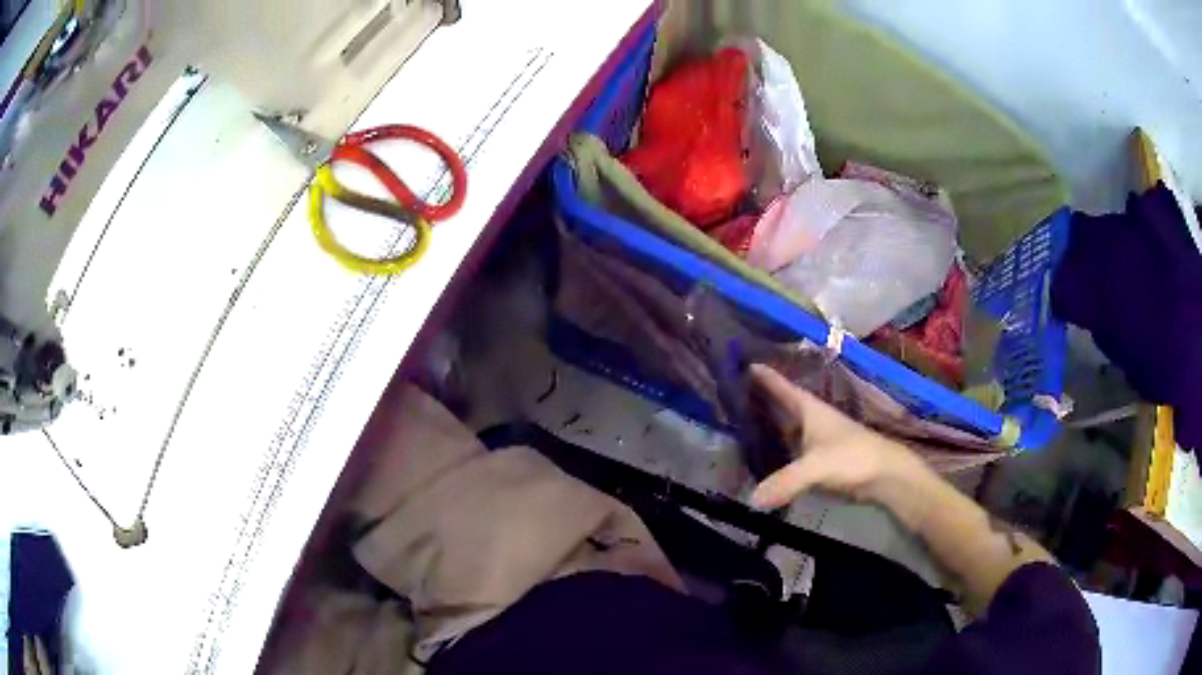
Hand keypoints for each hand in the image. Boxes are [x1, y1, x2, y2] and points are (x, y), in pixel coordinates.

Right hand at [748, 364, 926, 509]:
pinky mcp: (815, 460)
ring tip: (733, 426)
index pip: (780, 385)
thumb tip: (752, 499)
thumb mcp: (817, 467)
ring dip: (762, 427)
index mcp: (808, 408)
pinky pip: (787, 451)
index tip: (738, 362)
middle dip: (755, 400)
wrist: (884, 475)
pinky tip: (756, 459)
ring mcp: (812, 440)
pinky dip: (772, 452)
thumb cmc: (853, 457)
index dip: (761, 374)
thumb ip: (785, 481)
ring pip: (781, 429)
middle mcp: (807, 419)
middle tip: (725, 395)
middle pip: (777, 405)